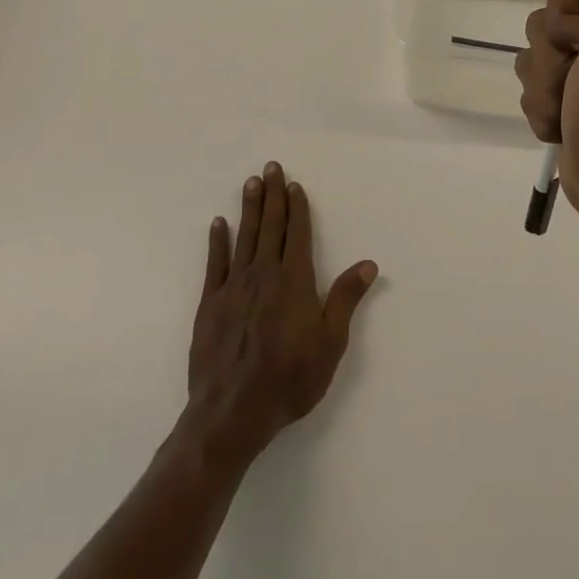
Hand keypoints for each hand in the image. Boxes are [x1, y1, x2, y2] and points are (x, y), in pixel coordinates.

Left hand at [184, 161, 378, 469]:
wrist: (233, 412)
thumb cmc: (290, 378)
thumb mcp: (330, 342)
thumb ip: (346, 299)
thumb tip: (368, 263)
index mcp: (294, 281)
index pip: (297, 233)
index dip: (297, 207)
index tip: (293, 184)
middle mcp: (264, 274)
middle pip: (270, 226)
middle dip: (272, 195)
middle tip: (270, 167)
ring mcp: (233, 287)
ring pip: (244, 237)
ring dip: (249, 209)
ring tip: (250, 183)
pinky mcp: (210, 304)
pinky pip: (214, 264)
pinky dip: (217, 242)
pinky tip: (219, 224)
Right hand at [516, 0, 578, 231]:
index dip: (569, 13)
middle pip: (546, 17)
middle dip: (552, 56)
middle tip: (578, 80)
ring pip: (533, 52)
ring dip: (544, 88)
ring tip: (570, 111)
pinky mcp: (570, 93)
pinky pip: (531, 84)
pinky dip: (542, 108)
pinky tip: (563, 126)